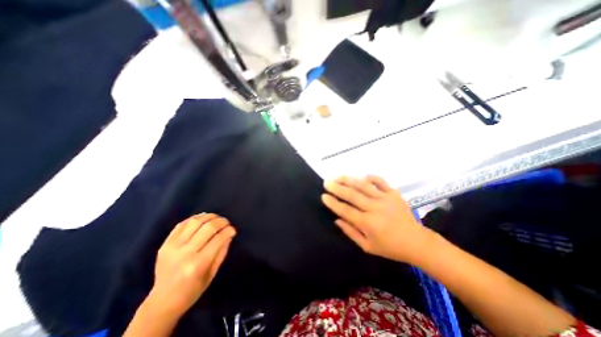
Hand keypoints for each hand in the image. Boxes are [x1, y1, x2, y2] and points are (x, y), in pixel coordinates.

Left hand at [148, 215, 237, 317]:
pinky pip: (181, 225)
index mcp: (197, 264)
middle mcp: (184, 254)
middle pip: (207, 228)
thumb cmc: (192, 290)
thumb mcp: (212, 273)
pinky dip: (194, 218)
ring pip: (195, 222)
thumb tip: (229, 234)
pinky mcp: (164, 244)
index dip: (228, 231)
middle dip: (221, 222)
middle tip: (226, 222)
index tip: (233, 229)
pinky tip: (203, 219)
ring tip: (216, 218)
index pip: (218, 239)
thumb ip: (222, 251)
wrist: (162, 302)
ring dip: (209, 217)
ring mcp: (172, 248)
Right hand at [324, 175, 436, 263]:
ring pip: (364, 185)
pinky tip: (362, 176)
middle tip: (327, 182)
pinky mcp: (394, 193)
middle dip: (337, 188)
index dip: (333, 203)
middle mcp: (375, 209)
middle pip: (352, 195)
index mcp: (368, 224)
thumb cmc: (390, 247)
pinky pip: (380, 181)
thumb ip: (350, 232)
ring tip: (339, 176)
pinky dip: (370, 177)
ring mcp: (386, 199)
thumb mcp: (367, 246)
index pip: (345, 211)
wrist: (417, 242)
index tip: (323, 196)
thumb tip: (336, 219)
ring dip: (349, 180)